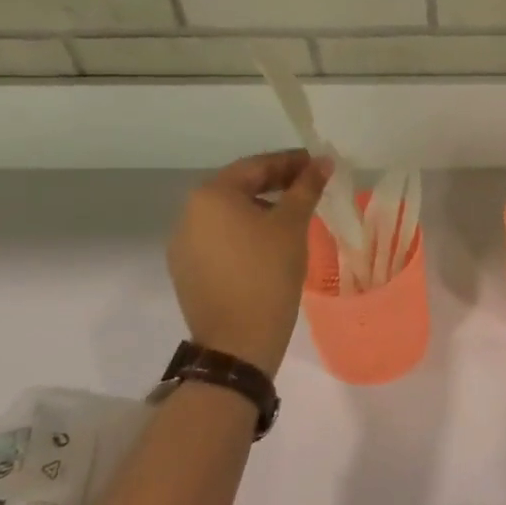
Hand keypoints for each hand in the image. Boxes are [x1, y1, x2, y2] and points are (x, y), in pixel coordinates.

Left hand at [166, 151, 329, 378]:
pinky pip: (219, 237)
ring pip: (228, 213)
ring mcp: (183, 244)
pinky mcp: (187, 269)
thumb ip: (306, 187)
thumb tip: (322, 162)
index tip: (317, 164)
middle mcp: (188, 213)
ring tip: (292, 213)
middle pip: (238, 186)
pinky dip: (244, 231)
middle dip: (275, 183)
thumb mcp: (292, 224)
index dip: (290, 162)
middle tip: (309, 185)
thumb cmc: (268, 273)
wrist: (238, 343)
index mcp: (211, 195)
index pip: (256, 166)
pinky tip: (268, 242)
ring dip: (260, 206)